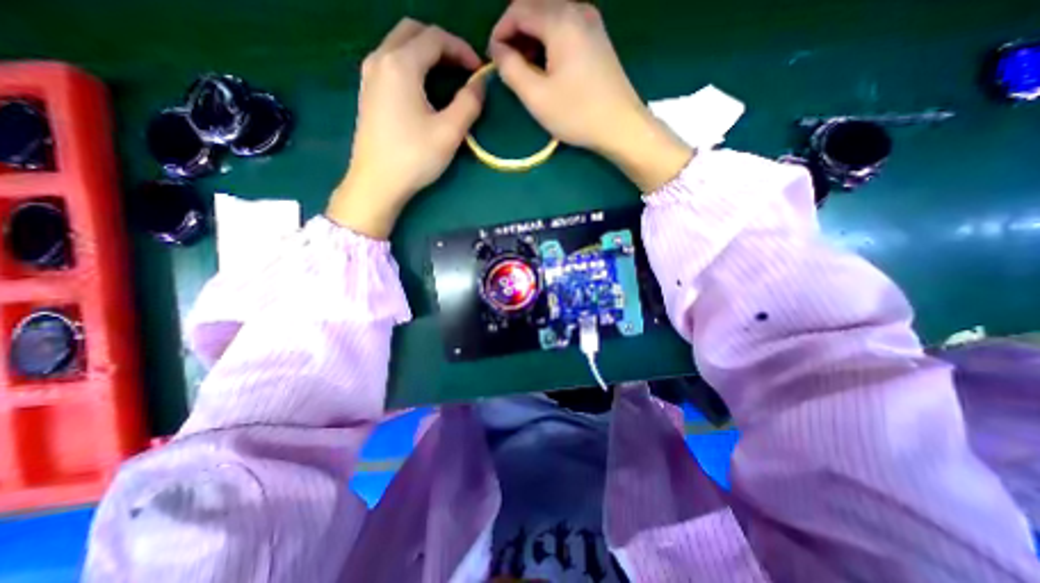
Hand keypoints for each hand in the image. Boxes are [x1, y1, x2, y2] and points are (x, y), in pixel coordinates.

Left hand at [326, 17, 485, 238]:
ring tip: (447, 77)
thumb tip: (480, 84)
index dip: (462, 50)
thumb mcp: (449, 132)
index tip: (479, 72)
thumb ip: (469, 103)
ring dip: (426, 53)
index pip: (435, 38)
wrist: (377, 183)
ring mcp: (369, 75)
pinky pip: (391, 63)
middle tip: (463, 69)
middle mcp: (380, 59)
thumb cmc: (414, 158)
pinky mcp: (367, 92)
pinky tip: (423, 89)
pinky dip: (411, 64)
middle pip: (413, 32)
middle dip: (442, 45)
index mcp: (401, 64)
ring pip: (399, 45)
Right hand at [488, 1, 688, 191]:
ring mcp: (592, 23)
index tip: (492, 59)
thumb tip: (498, 51)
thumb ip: (511, 69)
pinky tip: (548, 66)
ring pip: (551, 17)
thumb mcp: (536, 96)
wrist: (621, 126)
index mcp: (560, 20)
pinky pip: (566, 28)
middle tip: (508, 64)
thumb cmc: (577, 114)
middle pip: (536, 8)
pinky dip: (550, 42)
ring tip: (526, 69)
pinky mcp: (599, 39)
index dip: (500, 31)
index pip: (519, 9)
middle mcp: (577, 10)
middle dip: (516, 33)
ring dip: (533, 38)